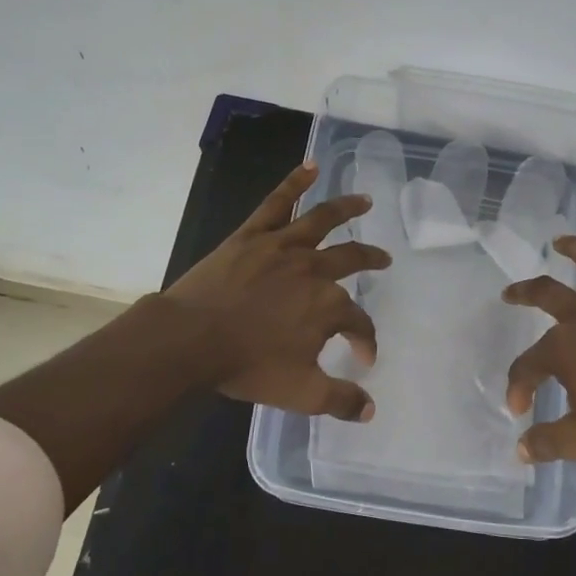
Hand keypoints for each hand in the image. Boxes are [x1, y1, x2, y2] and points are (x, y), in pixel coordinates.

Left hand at [165, 161, 390, 420]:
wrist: (191, 339)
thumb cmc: (247, 366)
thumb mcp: (301, 393)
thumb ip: (340, 400)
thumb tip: (370, 409)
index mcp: (328, 306)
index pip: (359, 323)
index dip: (366, 342)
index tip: (363, 359)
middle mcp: (313, 269)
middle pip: (352, 259)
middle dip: (371, 260)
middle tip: (384, 260)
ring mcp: (282, 247)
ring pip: (322, 220)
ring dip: (347, 209)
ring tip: (365, 200)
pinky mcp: (252, 235)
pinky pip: (277, 203)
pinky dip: (295, 182)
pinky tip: (310, 166)